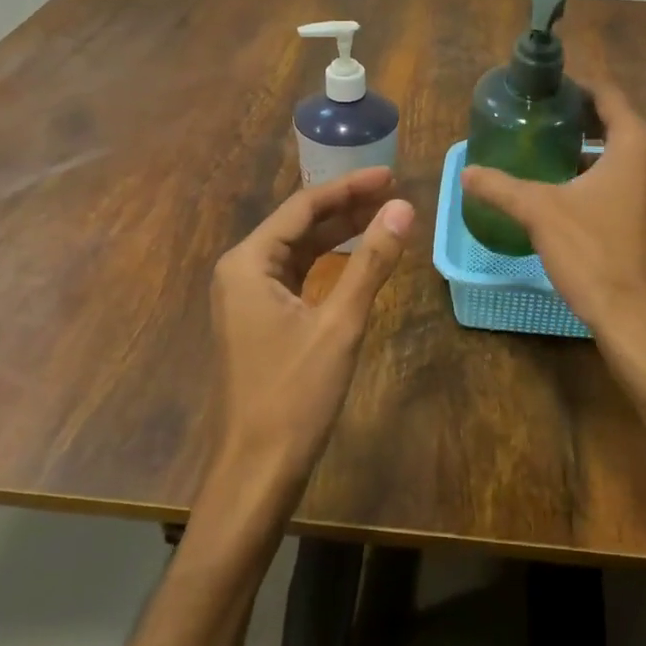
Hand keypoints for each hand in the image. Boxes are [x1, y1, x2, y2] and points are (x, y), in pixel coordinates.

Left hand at [208, 167, 414, 505]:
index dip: (349, 187)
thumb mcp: (340, 323)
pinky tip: (356, 259)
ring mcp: (246, 296)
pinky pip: (295, 275)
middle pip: (299, 225)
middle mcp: (241, 270)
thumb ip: (371, 262)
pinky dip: (327, 263)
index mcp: (249, 262)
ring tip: (383, 218)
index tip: (390, 176)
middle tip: (394, 193)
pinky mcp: (258, 319)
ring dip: (339, 234)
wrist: (257, 470)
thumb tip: (404, 208)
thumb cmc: (295, 394)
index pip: (303, 207)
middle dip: (346, 208)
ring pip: (299, 250)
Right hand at [460, 85, 645, 421]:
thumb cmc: (593, 254)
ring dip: (596, 150)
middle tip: (542, 122)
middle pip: (619, 123)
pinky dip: (610, 176)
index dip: (576, 89)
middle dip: (582, 120)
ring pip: (629, 155)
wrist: (640, 320)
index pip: (608, 95)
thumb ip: (500, 187)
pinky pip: (637, 181)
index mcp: (637, 143)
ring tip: (554, 155)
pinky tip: (577, 194)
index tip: (546, 92)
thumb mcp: (539, 213)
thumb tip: (465, 172)